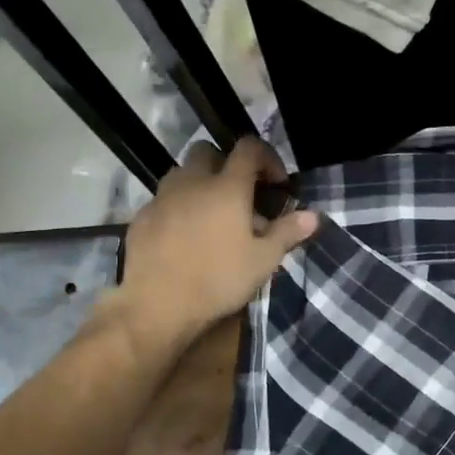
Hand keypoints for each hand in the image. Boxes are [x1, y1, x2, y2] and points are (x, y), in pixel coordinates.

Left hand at [108, 136, 317, 355]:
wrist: (157, 304)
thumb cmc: (219, 279)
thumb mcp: (263, 260)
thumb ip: (287, 233)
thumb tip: (313, 216)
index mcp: (227, 187)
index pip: (248, 149)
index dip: (267, 157)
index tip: (277, 184)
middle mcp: (192, 182)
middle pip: (208, 151)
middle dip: (227, 165)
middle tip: (241, 196)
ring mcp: (162, 197)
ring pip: (182, 174)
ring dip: (200, 185)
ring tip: (213, 216)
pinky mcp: (141, 217)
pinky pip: (164, 200)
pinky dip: (179, 208)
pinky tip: (186, 237)